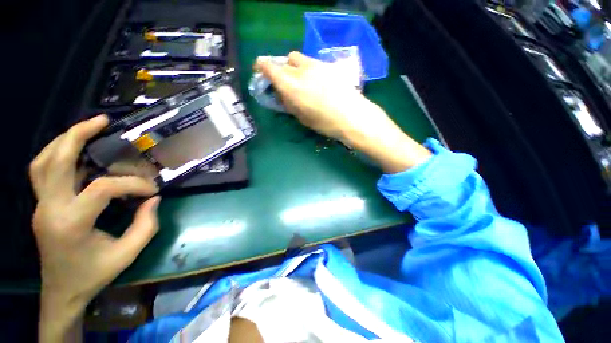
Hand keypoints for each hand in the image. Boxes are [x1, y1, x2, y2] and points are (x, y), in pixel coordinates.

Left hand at [30, 115, 160, 340]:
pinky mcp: (42, 205)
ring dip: (64, 141)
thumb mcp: (127, 254)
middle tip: (101, 121)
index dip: (132, 184)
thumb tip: (153, 199)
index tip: (153, 190)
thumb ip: (146, 225)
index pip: (102, 188)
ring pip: (43, 162)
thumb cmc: (94, 274)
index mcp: (71, 223)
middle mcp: (50, 209)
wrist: (62, 291)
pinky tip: (74, 151)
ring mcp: (41, 206)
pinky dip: (56, 154)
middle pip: (55, 161)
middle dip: (77, 135)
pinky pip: (43, 171)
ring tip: (86, 129)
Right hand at [255, 52, 430, 172]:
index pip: (270, 67)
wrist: (353, 117)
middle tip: (286, 83)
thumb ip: (289, 103)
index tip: (261, 72)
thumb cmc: (325, 123)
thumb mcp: (302, 117)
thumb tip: (282, 94)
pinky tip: (317, 83)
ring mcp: (317, 65)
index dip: (262, 67)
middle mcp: (302, 70)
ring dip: (296, 67)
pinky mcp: (330, 66)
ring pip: (299, 58)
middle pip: (285, 60)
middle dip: (282, 69)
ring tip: (302, 82)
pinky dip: (309, 69)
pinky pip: (313, 63)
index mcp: (291, 85)